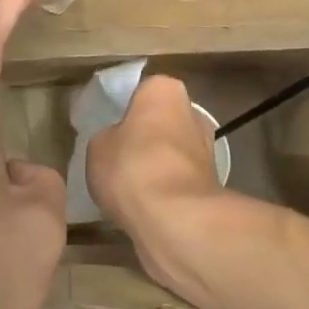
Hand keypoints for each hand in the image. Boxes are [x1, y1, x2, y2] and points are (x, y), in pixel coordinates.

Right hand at [86, 75, 230, 292]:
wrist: (175, 218)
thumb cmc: (132, 166)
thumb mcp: (98, 146)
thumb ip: (108, 136)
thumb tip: (117, 142)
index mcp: (165, 90)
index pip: (142, 91)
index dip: (125, 109)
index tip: (110, 128)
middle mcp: (192, 113)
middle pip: (161, 121)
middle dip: (145, 137)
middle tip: (117, 157)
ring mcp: (206, 149)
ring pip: (171, 152)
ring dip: (156, 165)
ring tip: (127, 187)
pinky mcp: (210, 184)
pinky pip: (178, 180)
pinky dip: (165, 190)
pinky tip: (144, 206)